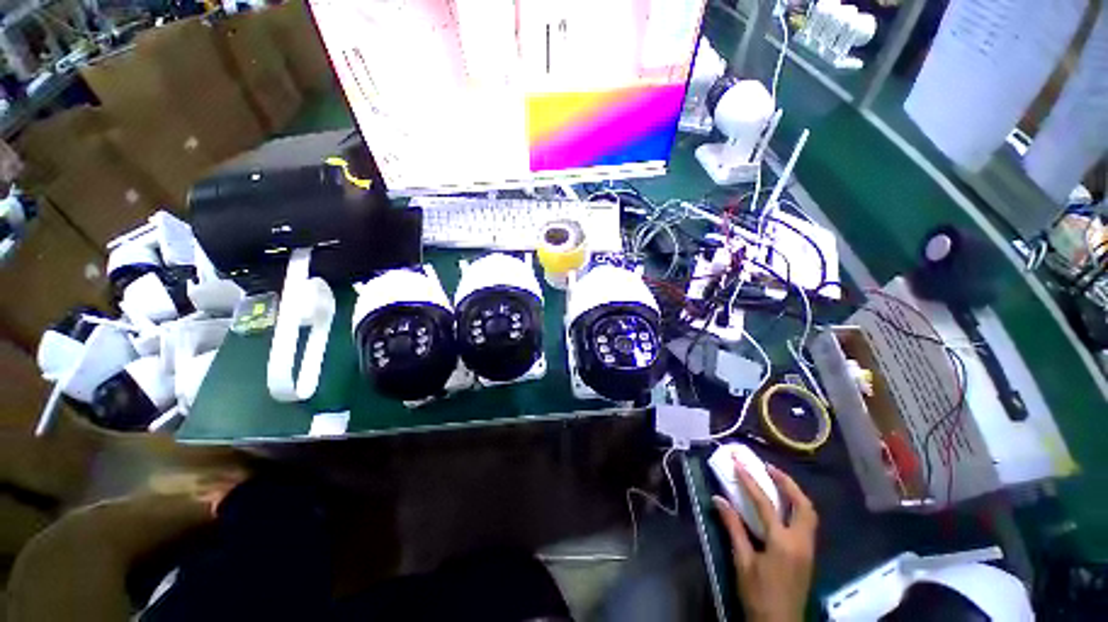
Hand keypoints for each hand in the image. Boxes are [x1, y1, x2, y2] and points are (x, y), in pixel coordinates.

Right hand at [713, 463, 817, 621]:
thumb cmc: (758, 594)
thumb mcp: (742, 561)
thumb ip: (733, 528)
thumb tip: (718, 500)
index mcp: (783, 543)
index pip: (766, 504)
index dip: (750, 482)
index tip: (738, 464)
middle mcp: (801, 542)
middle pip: (802, 505)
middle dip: (787, 482)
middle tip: (769, 467)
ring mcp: (808, 549)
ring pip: (809, 514)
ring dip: (795, 494)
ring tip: (777, 480)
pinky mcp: (808, 555)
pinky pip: (807, 523)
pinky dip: (797, 507)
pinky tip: (783, 506)